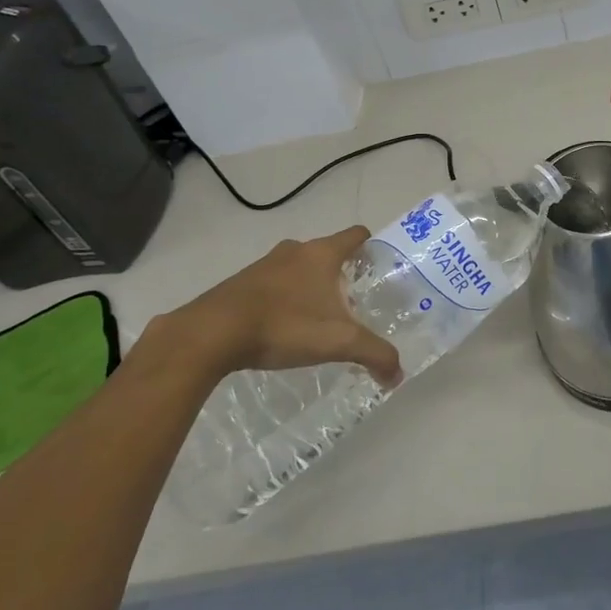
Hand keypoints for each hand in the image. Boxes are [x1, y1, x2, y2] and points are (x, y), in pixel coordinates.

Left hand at [156, 228, 402, 387]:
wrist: (212, 333)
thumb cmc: (284, 324)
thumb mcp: (338, 342)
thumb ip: (374, 354)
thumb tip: (398, 375)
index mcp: (322, 253)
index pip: (356, 235)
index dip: (371, 247)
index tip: (379, 268)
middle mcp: (295, 250)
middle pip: (327, 252)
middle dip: (341, 274)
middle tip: (352, 302)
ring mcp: (264, 265)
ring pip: (298, 268)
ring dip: (309, 287)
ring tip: (318, 318)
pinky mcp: (241, 284)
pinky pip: (273, 285)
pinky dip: (283, 299)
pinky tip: (283, 328)